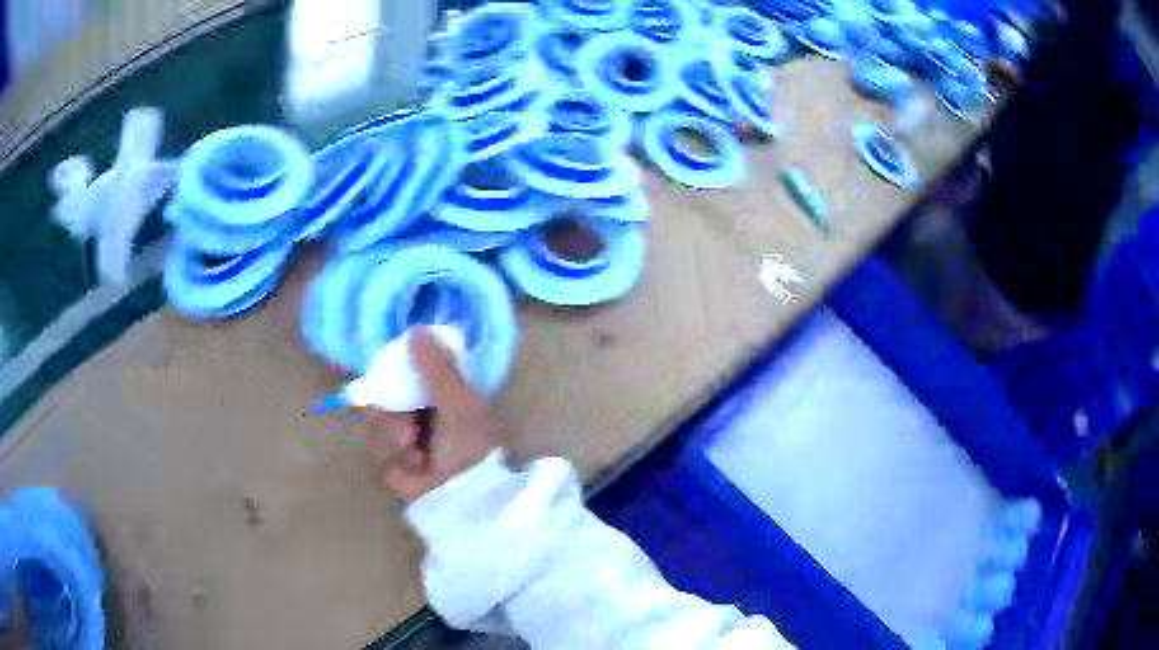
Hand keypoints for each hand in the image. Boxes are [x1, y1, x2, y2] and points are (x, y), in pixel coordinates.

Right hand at [363, 328, 503, 501]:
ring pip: (376, 427)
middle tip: (411, 430)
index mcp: (435, 398)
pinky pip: (376, 454)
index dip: (392, 377)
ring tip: (416, 452)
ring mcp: (402, 444)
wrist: (467, 494)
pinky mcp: (392, 468)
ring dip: (394, 438)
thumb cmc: (469, 444)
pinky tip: (414, 468)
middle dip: (393, 416)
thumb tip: (416, 328)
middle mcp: (416, 417)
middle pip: (382, 401)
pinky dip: (395, 461)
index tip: (389, 379)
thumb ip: (436, 366)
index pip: (402, 376)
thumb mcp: (456, 400)